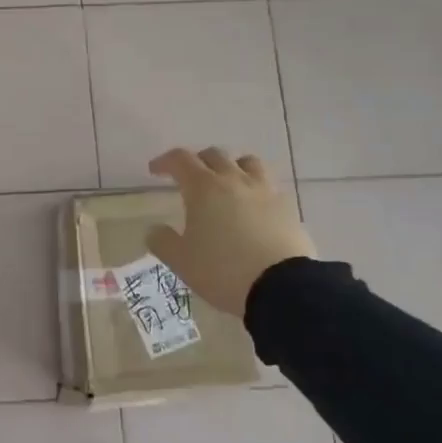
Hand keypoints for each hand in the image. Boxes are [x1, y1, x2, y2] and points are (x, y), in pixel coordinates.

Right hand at [145, 146, 314, 318]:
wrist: (281, 286)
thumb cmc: (222, 269)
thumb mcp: (180, 261)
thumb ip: (162, 241)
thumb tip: (154, 229)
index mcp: (203, 188)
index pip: (180, 160)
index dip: (165, 161)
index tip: (155, 171)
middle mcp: (234, 180)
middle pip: (214, 155)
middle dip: (197, 161)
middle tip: (188, 177)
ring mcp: (264, 191)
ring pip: (247, 162)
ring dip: (231, 166)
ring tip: (226, 183)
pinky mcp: (287, 207)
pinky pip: (268, 185)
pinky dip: (255, 187)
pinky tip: (252, 206)